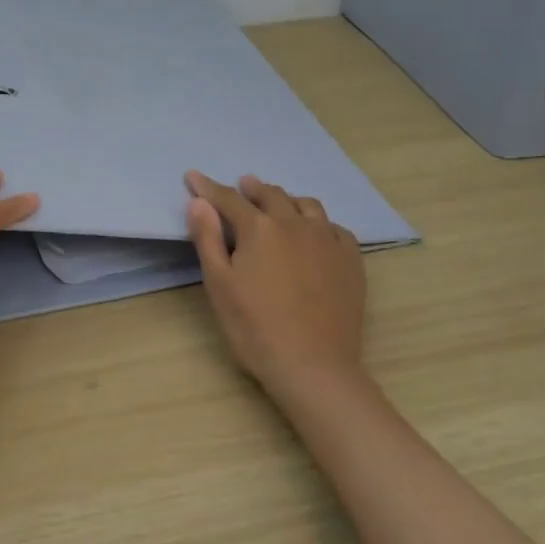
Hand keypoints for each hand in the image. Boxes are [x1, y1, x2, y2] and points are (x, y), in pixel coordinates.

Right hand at [184, 171, 365, 400]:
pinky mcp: (350, 260)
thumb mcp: (219, 284)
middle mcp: (296, 224)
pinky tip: (315, 233)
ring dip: (287, 199)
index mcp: (259, 228)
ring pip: (306, 205)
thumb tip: (200, 202)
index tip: (193, 177)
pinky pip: (334, 228)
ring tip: (279, 203)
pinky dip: (318, 223)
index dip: (208, 187)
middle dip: (252, 188)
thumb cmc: (255, 328)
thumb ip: (208, 238)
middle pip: (271, 195)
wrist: (313, 366)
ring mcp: (328, 240)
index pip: (228, 199)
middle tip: (242, 185)